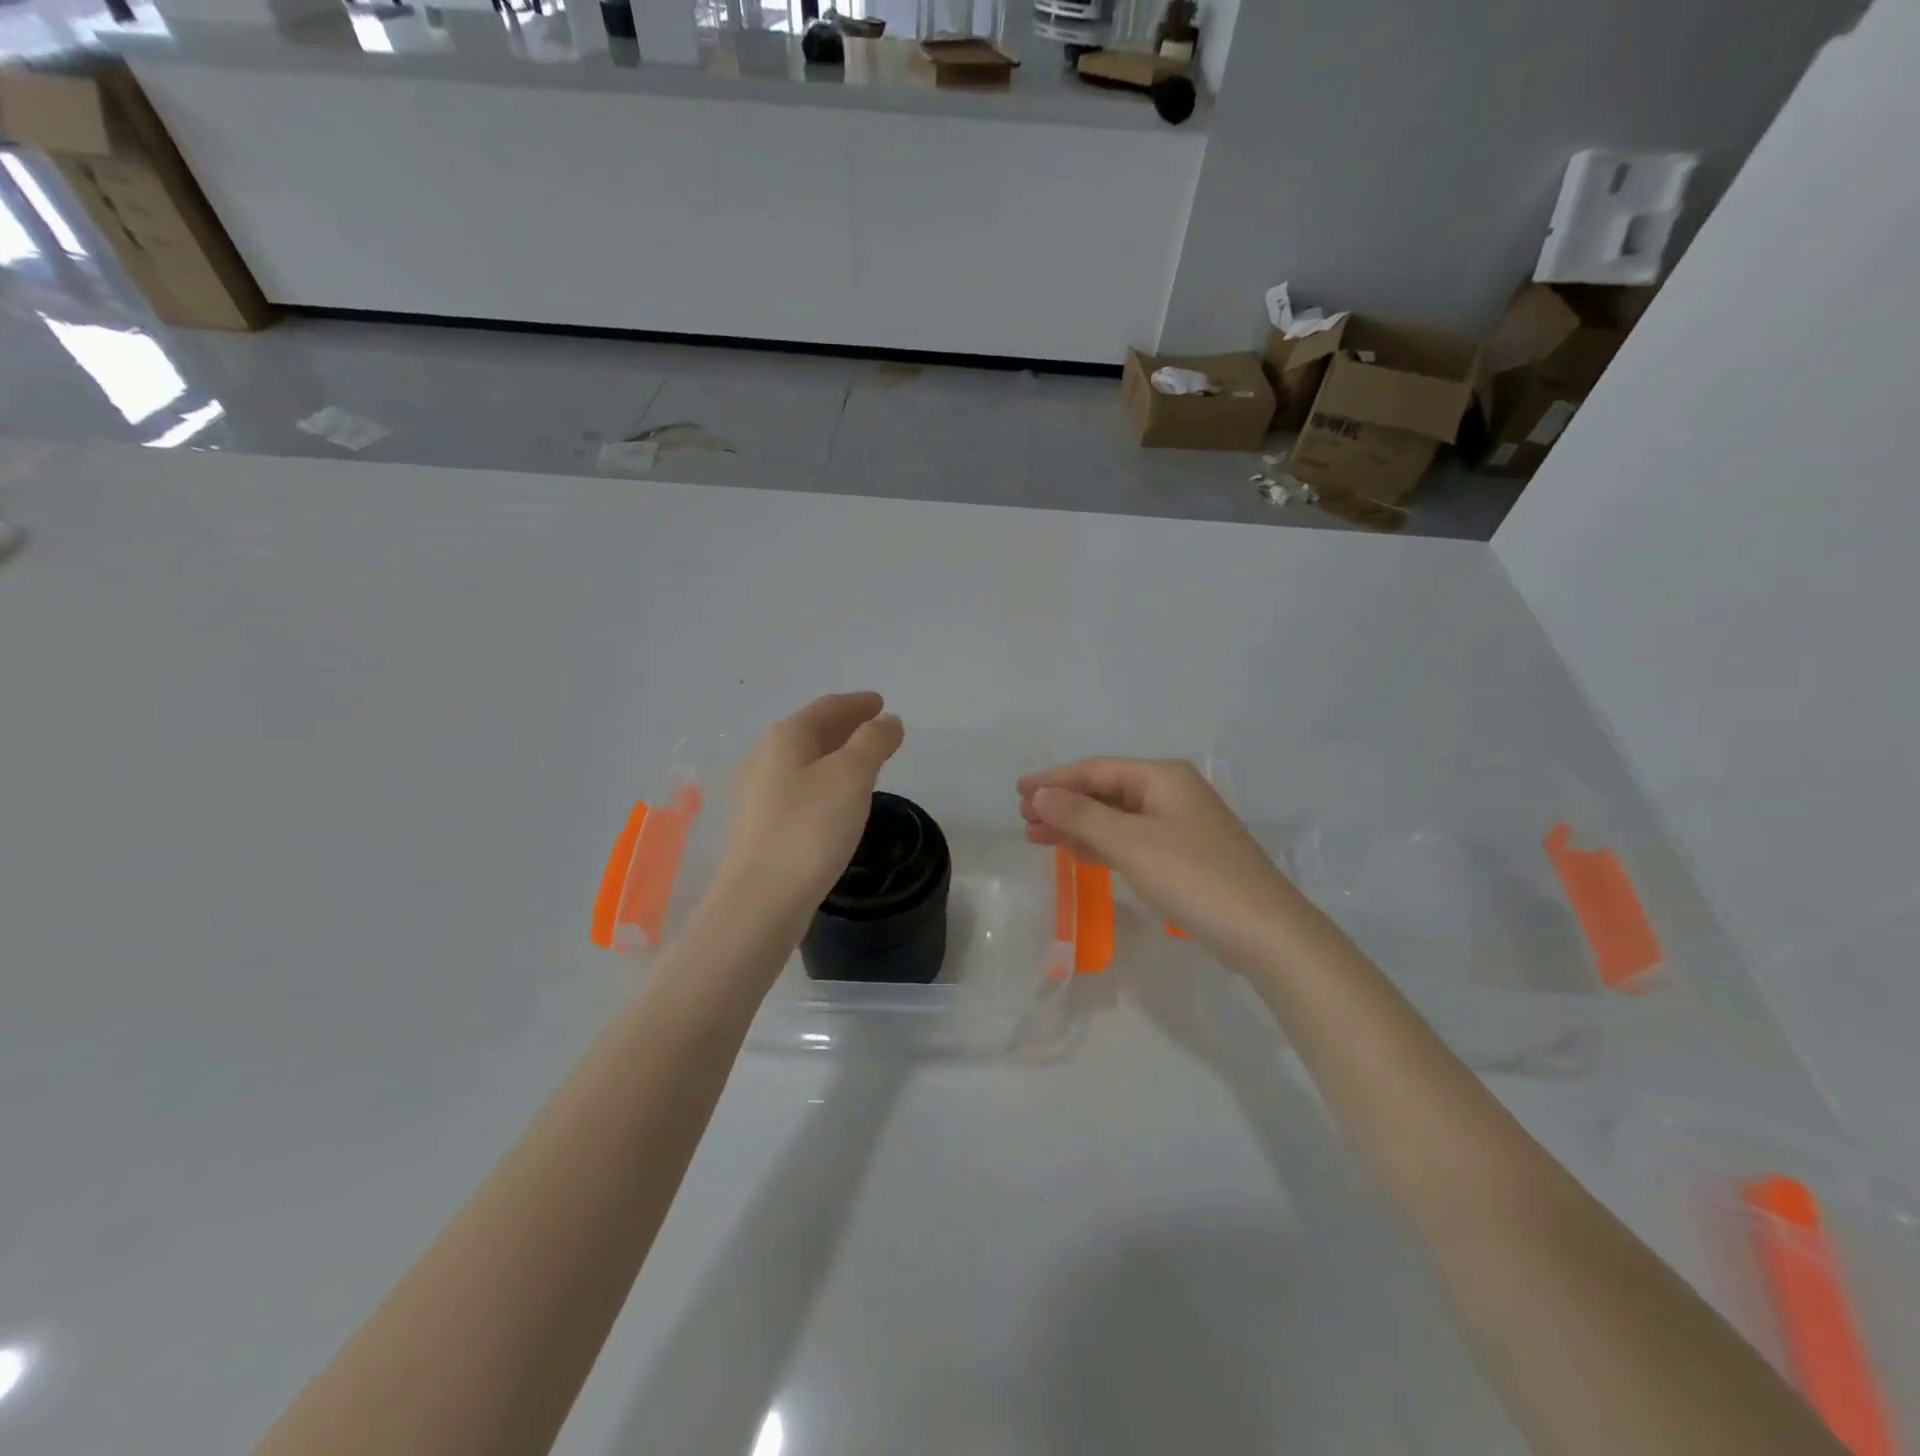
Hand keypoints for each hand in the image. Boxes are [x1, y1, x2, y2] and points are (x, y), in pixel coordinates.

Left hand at [714, 692, 903, 928]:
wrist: (761, 899)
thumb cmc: (810, 828)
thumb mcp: (852, 776)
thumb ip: (873, 741)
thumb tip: (888, 721)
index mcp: (786, 737)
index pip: (827, 707)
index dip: (857, 703)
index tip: (881, 703)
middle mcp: (766, 757)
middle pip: (812, 731)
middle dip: (846, 727)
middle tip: (877, 729)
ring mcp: (759, 793)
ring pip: (805, 761)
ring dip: (836, 755)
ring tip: (865, 762)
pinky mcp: (762, 825)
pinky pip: (800, 788)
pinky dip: (825, 782)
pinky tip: (838, 800)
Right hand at [1018, 758, 1303, 973]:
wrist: (1265, 932)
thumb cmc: (1194, 877)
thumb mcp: (1131, 843)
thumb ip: (1081, 815)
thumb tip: (1040, 794)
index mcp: (1163, 777)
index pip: (1096, 769)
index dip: (1054, 780)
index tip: (1017, 792)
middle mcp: (1172, 792)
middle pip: (1105, 791)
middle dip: (1063, 803)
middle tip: (1023, 819)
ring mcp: (1180, 825)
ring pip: (1116, 817)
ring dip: (1078, 825)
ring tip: (1038, 837)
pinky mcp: (1184, 855)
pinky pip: (1131, 840)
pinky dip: (1102, 844)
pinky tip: (1078, 853)